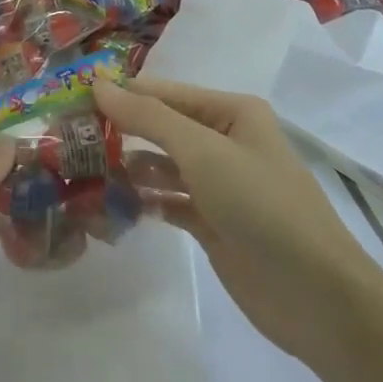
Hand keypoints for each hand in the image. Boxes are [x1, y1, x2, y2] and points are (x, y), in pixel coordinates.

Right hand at [94, 77, 381, 366]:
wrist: (316, 296)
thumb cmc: (261, 206)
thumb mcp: (203, 152)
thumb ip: (148, 118)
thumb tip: (98, 84)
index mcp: (230, 112)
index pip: (162, 93)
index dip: (119, 96)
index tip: (68, 103)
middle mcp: (224, 140)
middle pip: (160, 128)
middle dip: (119, 133)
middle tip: (66, 141)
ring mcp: (218, 184)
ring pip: (161, 166)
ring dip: (127, 169)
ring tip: (81, 175)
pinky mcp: (212, 222)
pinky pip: (167, 201)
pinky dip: (143, 201)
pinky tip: (111, 206)